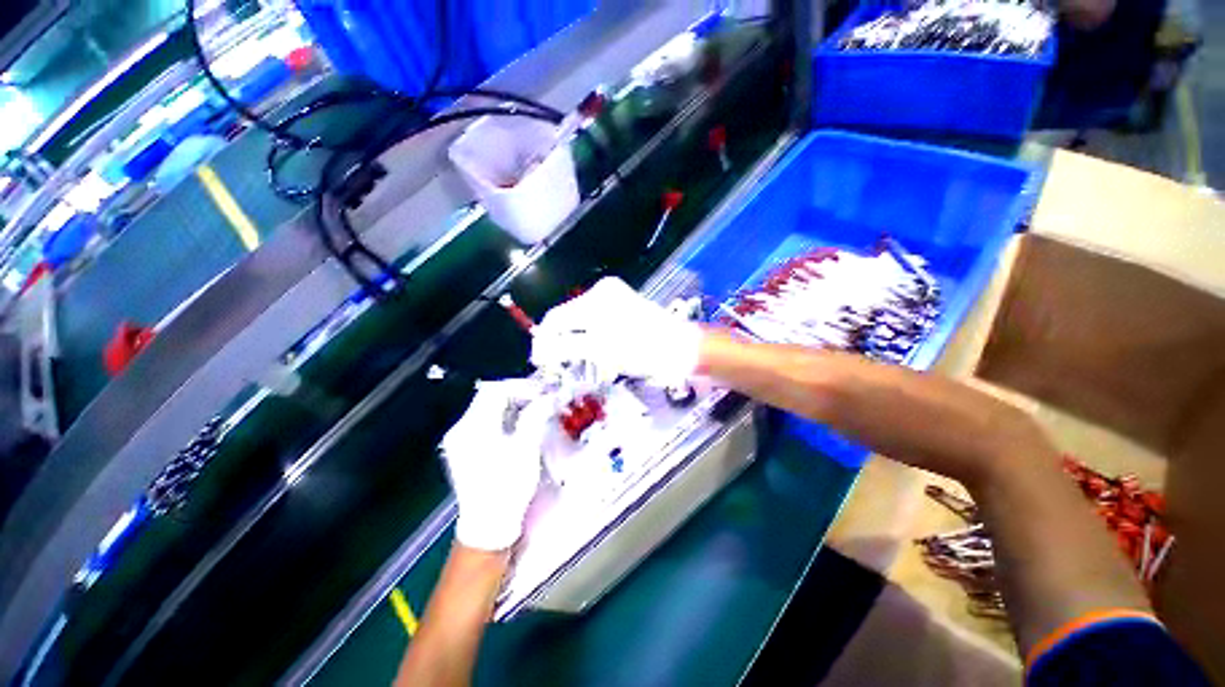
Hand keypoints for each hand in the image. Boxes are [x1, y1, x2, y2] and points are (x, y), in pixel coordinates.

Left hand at [440, 379, 551, 550]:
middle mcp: (461, 429)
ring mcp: (459, 440)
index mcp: (473, 427)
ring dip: (512, 405)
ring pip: (487, 409)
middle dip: (517, 394)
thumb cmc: (508, 486)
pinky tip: (519, 425)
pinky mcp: (463, 449)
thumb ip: (535, 417)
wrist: (488, 525)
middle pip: (489, 397)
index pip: (495, 391)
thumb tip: (546, 397)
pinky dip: (503, 417)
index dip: (520, 386)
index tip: (541, 391)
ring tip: (534, 410)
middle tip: (540, 399)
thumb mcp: (526, 449)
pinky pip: (484, 422)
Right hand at [530, 277, 704, 385]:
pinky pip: (597, 323)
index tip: (541, 361)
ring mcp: (614, 298)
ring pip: (582, 322)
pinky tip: (597, 354)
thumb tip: (540, 351)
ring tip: (580, 362)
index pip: (557, 317)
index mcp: (597, 298)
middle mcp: (602, 292)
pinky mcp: (622, 307)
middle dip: (562, 343)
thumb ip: (566, 348)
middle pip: (569, 319)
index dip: (545, 340)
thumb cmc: (643, 350)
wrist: (680, 349)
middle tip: (558, 365)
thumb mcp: (601, 351)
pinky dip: (592, 339)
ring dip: (577, 343)